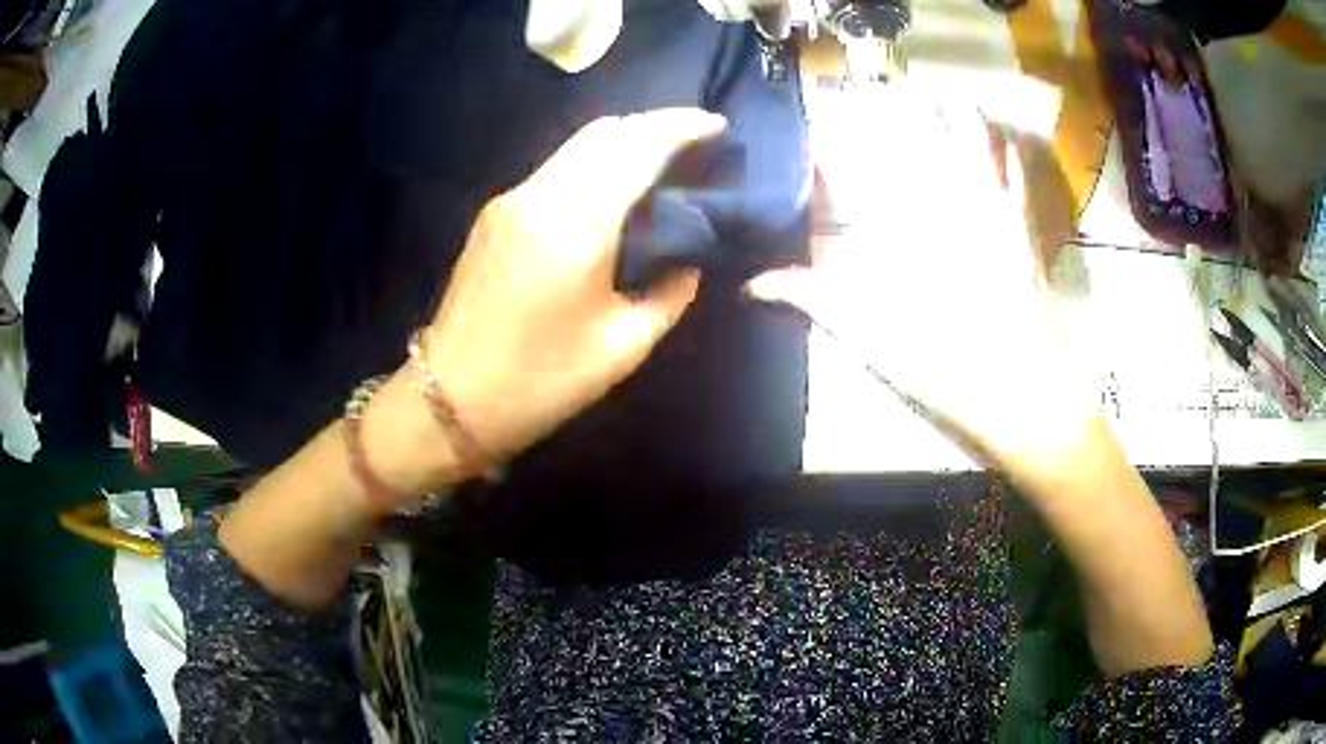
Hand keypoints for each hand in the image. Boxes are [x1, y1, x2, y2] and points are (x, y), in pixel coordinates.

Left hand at [422, 109, 725, 463]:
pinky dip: (594, 164)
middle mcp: (540, 196)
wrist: (451, 398)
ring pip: (577, 146)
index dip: (682, 127)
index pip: (637, 147)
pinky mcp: (495, 214)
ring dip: (624, 142)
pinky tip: (613, 190)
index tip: (718, 127)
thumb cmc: (540, 381)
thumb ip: (669, 293)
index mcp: (576, 226)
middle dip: (655, 125)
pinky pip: (556, 169)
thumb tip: (688, 261)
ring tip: (662, 163)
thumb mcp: (622, 347)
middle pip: (605, 131)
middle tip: (695, 144)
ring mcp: (511, 200)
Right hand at [747, 85, 1098, 476]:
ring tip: (942, 94)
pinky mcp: (1021, 227)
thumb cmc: (940, 359)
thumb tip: (753, 284)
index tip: (825, 134)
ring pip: (969, 143)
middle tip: (890, 91)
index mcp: (898, 223)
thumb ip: (813, 297)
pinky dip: (1007, 156)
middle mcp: (940, 200)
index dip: (840, 147)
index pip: (861, 168)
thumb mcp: (867, 334)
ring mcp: (987, 208)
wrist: (1019, 383)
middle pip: (918, 140)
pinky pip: (1014, 178)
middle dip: (902, 111)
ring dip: (954, 117)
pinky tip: (1004, 141)